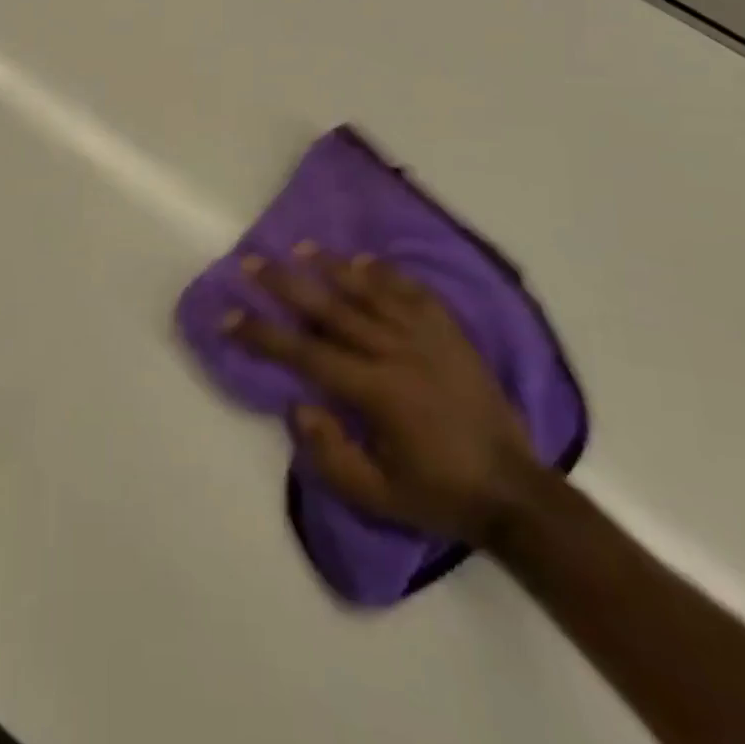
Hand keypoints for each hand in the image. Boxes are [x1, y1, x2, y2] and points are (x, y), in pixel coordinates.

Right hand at [226, 244, 543, 546]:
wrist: (516, 492)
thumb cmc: (439, 494)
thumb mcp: (376, 496)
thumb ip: (330, 453)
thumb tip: (298, 405)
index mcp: (376, 391)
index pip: (305, 352)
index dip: (263, 333)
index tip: (229, 315)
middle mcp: (396, 352)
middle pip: (330, 308)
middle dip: (285, 284)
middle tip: (252, 263)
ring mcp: (427, 337)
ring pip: (369, 290)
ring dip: (331, 266)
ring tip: (300, 248)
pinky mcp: (451, 332)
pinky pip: (413, 292)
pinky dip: (386, 273)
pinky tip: (364, 259)